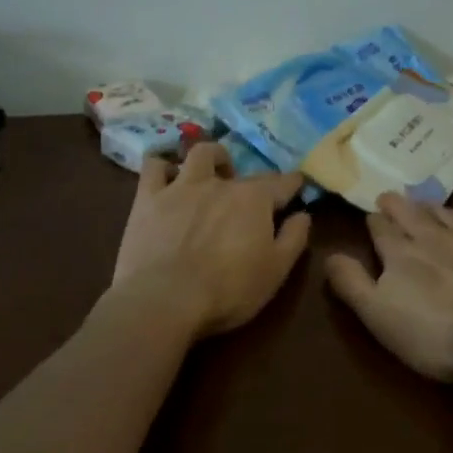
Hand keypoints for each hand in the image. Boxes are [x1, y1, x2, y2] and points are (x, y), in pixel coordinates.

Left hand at [109, 142, 310, 339]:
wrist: (164, 300)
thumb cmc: (228, 290)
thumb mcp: (275, 271)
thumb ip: (294, 238)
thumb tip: (303, 214)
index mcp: (255, 199)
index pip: (283, 182)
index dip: (293, 184)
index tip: (297, 187)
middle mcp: (221, 183)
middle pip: (244, 171)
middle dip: (253, 181)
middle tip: (250, 200)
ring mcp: (182, 186)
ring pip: (200, 153)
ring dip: (211, 158)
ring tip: (212, 173)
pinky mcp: (149, 197)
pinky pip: (154, 167)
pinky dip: (162, 167)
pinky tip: (166, 177)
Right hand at [325, 193, 452, 382]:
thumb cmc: (436, 332)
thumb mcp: (379, 315)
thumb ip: (352, 283)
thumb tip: (329, 255)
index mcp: (401, 252)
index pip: (381, 227)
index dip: (374, 221)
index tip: (372, 218)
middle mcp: (435, 237)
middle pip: (412, 212)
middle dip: (398, 204)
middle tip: (391, 198)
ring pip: (450, 214)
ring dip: (435, 209)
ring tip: (429, 207)